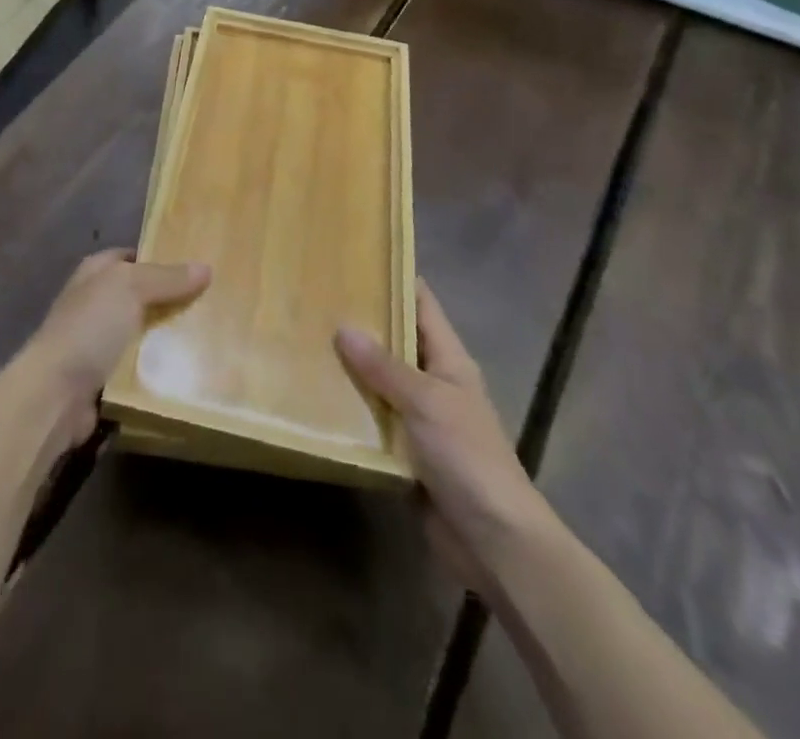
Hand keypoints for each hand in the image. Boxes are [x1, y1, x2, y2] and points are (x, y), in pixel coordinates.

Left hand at [23, 250, 210, 447]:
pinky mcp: (104, 378)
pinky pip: (140, 367)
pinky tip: (190, 368)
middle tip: (213, 302)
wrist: (56, 394)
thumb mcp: (130, 287)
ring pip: (143, 333)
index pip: (132, 257)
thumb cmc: (90, 327)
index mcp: (95, 273)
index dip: (161, 258)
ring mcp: (98, 342)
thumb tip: (205, 267)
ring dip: (169, 337)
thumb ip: (167, 277)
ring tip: (211, 334)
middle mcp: (95, 302)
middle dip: (171, 299)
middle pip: (141, 295)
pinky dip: (159, 368)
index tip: (197, 265)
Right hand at [336, 280, 552, 591]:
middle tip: (313, 298)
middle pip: (396, 340)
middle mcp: (434, 382)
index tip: (354, 258)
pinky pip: (374, 420)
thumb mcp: (426, 402)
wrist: (495, 542)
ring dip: (350, 368)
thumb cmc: (468, 457)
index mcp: (449, 360)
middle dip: (361, 322)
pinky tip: (316, 398)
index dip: (394, 278)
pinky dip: (351, 410)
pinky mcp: (406, 453)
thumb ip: (384, 367)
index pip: (422, 304)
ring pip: (380, 381)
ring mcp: (421, 419)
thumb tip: (342, 326)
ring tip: (304, 340)